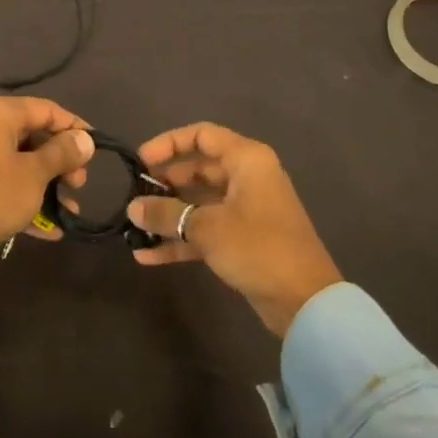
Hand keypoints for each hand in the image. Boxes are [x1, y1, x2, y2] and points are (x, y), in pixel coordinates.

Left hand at [0, 95, 93, 282]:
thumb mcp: (36, 172)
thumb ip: (63, 153)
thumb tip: (86, 139)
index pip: (45, 109)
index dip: (74, 127)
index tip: (95, 146)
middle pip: (31, 136)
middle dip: (61, 161)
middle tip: (79, 183)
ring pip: (17, 161)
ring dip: (46, 184)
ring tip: (69, 208)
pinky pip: (2, 182)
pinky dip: (25, 197)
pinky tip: (49, 227)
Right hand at [125, 123, 341, 337]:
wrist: (305, 301)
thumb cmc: (258, 248)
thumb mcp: (207, 228)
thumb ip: (167, 214)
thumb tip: (133, 207)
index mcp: (247, 160)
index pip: (202, 135)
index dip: (168, 143)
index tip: (140, 161)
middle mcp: (247, 178)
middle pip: (198, 168)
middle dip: (165, 182)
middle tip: (135, 195)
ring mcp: (245, 210)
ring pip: (199, 201)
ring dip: (169, 214)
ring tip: (135, 225)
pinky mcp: (243, 240)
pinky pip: (205, 230)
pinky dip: (180, 240)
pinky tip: (147, 255)